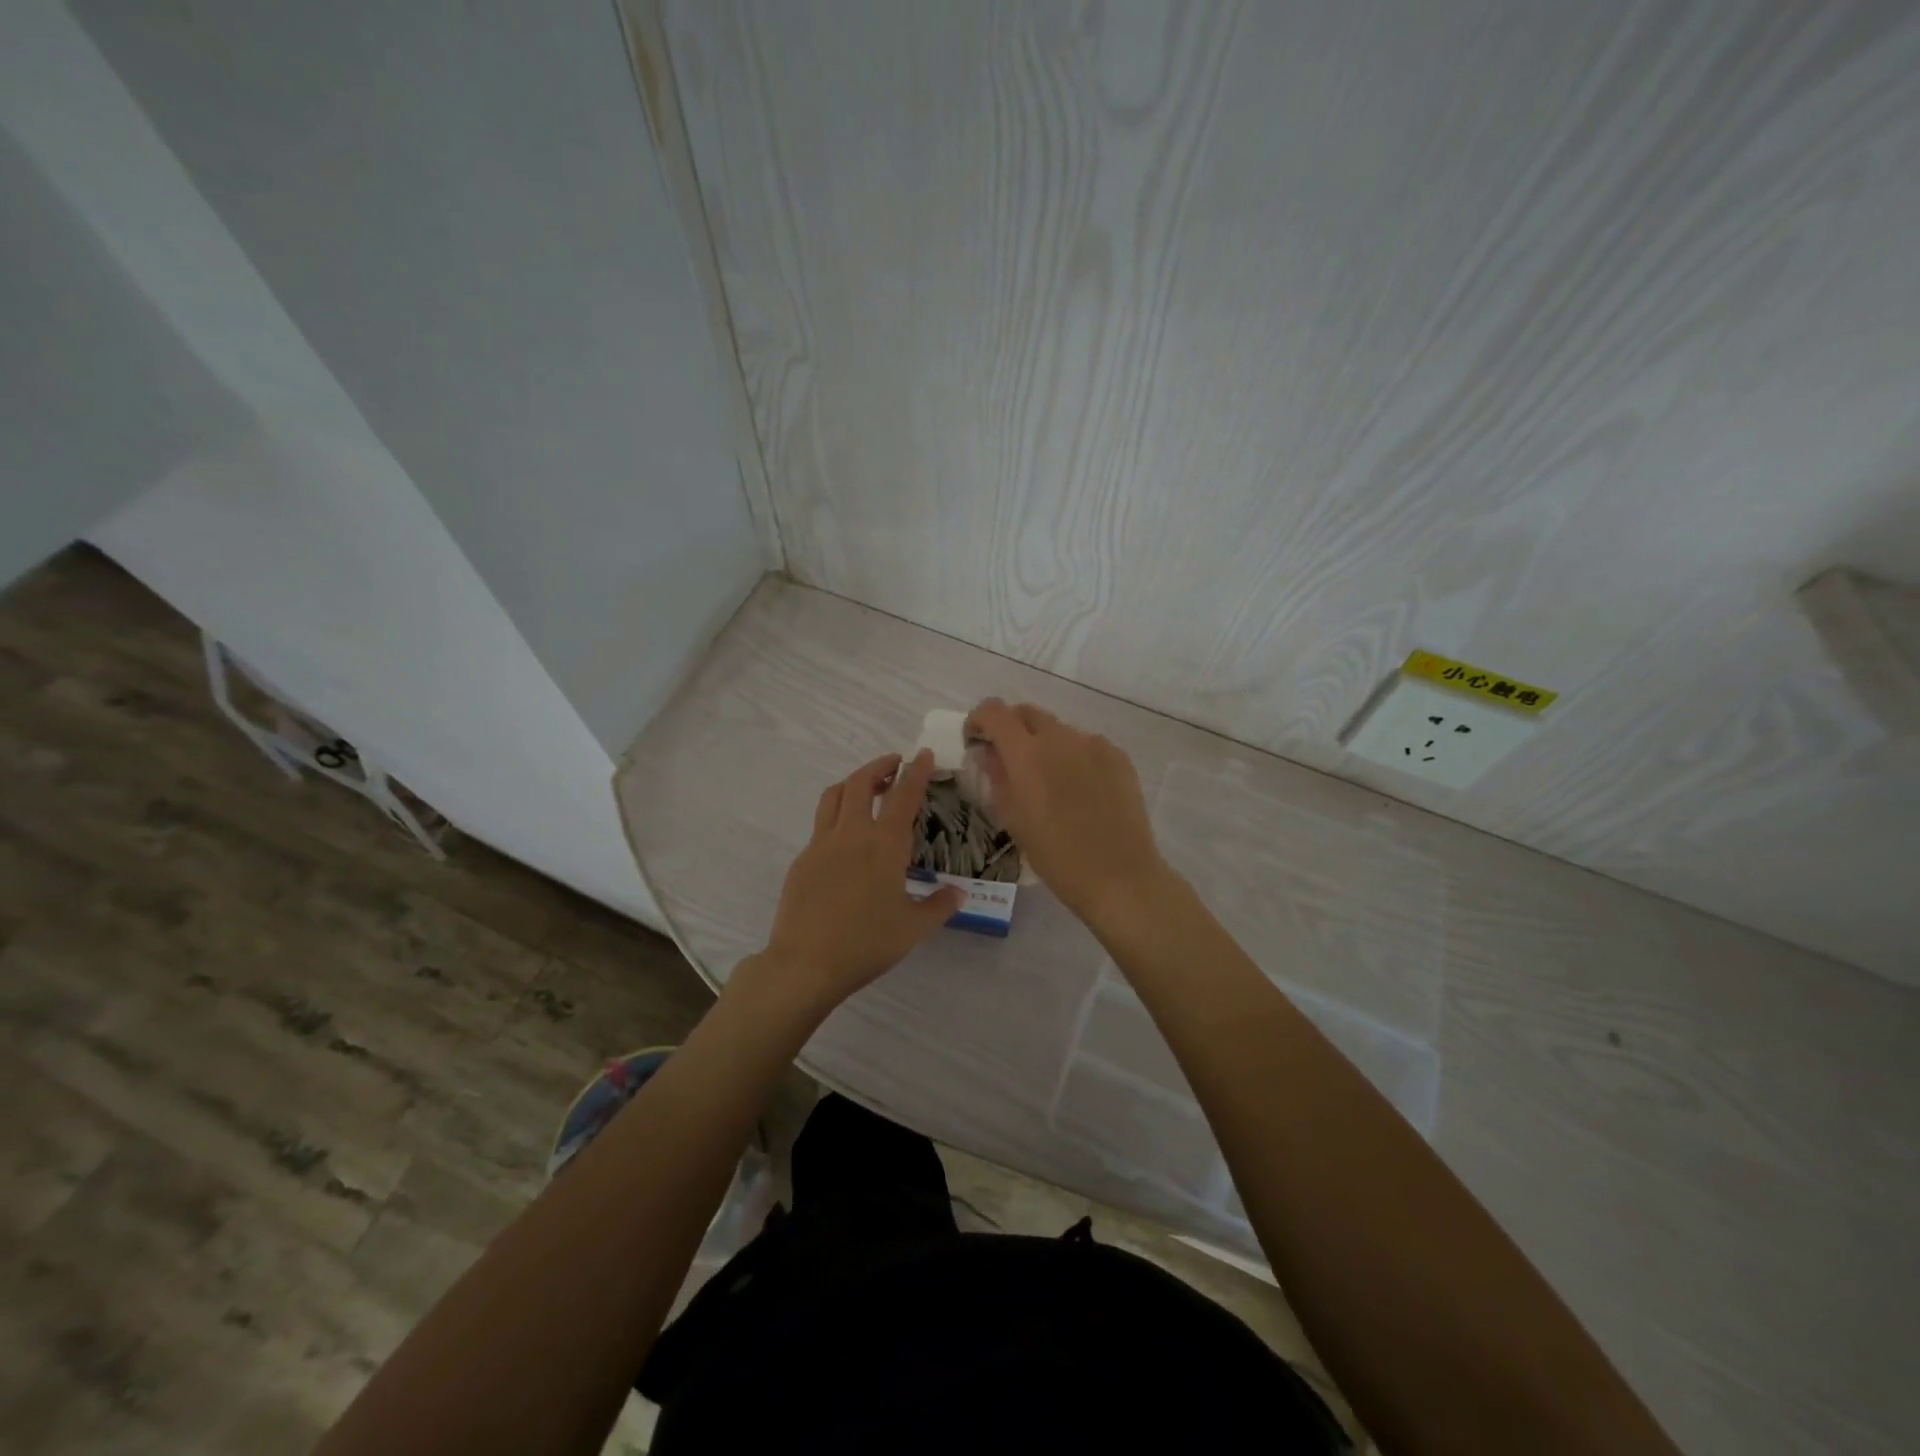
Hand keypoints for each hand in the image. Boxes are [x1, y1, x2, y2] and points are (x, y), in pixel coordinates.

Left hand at [734, 750, 964, 1019]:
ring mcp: (822, 843)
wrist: (806, 963)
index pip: (904, 795)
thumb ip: (939, 905)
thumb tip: (959, 892)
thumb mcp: (913, 928)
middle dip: (879, 766)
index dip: (915, 771)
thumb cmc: (866, 944)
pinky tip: (845, 836)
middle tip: (893, 765)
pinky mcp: (803, 859)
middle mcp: (852, 834)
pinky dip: (836, 814)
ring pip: (834, 795)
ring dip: (852, 782)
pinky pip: (821, 824)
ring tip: (866, 788)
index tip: (922, 754)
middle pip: (861, 783)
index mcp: (885, 845)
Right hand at [964, 699, 1170, 925]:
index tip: (977, 741)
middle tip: (1009, 760)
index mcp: (1026, 754)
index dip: (979, 720)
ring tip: (1050, 782)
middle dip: (1011, 728)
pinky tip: (1081, 791)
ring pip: (1059, 730)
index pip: (994, 712)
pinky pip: (1087, 745)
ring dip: (1045, 745)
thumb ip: (998, 779)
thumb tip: (991, 756)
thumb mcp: (1014, 820)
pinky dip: (1075, 757)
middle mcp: (1060, 738)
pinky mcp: (1119, 756)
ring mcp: (1093, 744)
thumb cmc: (1056, 856)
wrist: (1119, 876)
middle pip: (1027, 713)